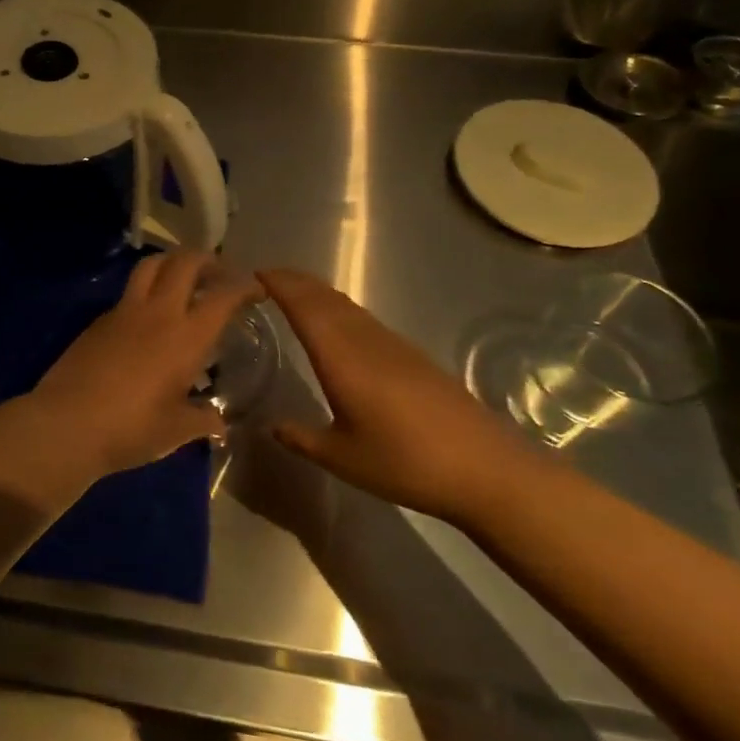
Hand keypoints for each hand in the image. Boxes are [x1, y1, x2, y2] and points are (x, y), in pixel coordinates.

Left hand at [30, 251, 264, 476]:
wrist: (66, 423)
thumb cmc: (130, 429)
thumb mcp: (176, 431)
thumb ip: (202, 421)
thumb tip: (219, 424)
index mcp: (186, 337)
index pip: (223, 295)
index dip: (244, 285)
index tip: (256, 290)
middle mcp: (158, 313)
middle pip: (185, 262)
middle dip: (207, 260)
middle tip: (218, 275)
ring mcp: (124, 312)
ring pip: (151, 266)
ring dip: (172, 263)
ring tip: (182, 280)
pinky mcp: (99, 320)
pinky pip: (128, 292)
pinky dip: (145, 291)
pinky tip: (148, 317)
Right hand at [258, 269, 545, 522]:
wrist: (486, 468)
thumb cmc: (406, 463)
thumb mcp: (342, 458)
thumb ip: (302, 438)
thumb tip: (271, 425)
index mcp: (341, 357)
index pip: (303, 307)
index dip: (279, 284)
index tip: (253, 272)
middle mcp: (364, 340)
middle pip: (325, 298)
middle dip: (294, 281)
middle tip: (265, 277)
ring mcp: (392, 345)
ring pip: (346, 306)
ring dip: (317, 292)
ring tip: (294, 293)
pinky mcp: (412, 356)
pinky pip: (363, 318)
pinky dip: (338, 309)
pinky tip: (337, 325)